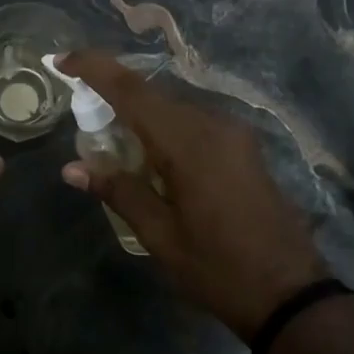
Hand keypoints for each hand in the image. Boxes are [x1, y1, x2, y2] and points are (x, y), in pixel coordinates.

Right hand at [56, 51, 327, 341]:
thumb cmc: (218, 269)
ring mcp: (234, 135)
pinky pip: (194, 124)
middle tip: (80, 114)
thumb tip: (72, 168)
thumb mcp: (160, 235)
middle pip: (153, 96)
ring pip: (174, 109)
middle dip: (113, 95)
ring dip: (139, 116)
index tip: (62, 60)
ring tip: (109, 140)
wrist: (290, 293)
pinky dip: (163, 129)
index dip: (95, 69)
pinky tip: (149, 156)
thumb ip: (118, 192)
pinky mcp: (244, 148)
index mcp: (189, 144)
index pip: (132, 91)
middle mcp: (214, 126)